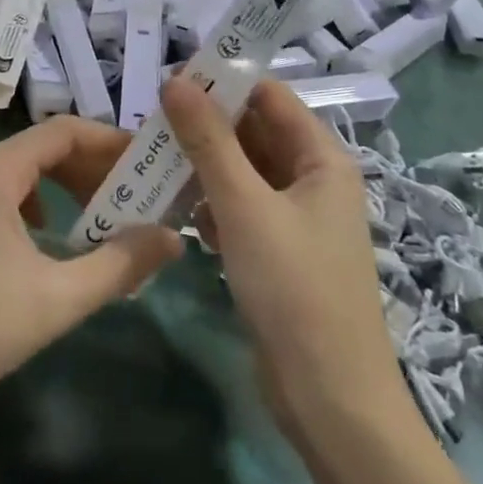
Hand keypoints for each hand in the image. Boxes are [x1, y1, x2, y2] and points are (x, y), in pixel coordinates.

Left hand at [0, 118, 182, 420]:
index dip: (110, 141)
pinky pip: (5, 189)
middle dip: (93, 167)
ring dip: (67, 185)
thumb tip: (174, 239)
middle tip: (136, 194)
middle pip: (45, 147)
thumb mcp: (58, 298)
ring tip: (104, 215)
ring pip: (25, 169)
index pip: (64, 130)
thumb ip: (120, 264)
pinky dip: (39, 201)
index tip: (148, 162)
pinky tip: (51, 236)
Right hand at [162, 77, 404, 436]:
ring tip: (155, 164)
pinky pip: (240, 208)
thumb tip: (175, 82)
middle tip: (151, 124)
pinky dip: (211, 205)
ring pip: (242, 172)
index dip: (222, 83)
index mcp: (321, 158)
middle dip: (205, 127)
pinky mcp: (278, 251)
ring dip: (203, 167)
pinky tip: (179, 215)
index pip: (268, 96)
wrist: (331, 402)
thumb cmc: (294, 288)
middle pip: (253, 133)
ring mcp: (296, 218)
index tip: (170, 83)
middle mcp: (312, 180)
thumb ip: (208, 140)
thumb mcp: (244, 205)